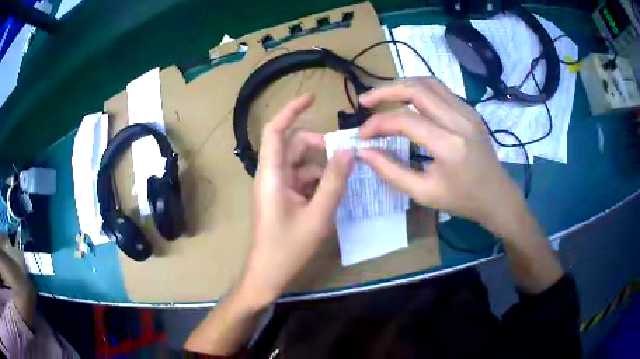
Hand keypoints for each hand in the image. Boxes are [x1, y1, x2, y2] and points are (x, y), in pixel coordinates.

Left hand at [239, 94, 353, 306]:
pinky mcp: (281, 198)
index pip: (276, 131)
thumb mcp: (317, 215)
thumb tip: (349, 151)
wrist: (267, 274)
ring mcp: (275, 187)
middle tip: (345, 155)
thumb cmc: (287, 248)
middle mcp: (271, 175)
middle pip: (293, 145)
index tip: (311, 98)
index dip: (290, 110)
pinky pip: (300, 179)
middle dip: (319, 145)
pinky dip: (317, 181)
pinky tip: (333, 194)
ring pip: (299, 163)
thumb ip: (334, 182)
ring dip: (321, 166)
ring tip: (344, 178)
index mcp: (272, 175)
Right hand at [358, 78, 528, 238]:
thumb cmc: (462, 200)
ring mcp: (467, 111)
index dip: (378, 124)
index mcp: (449, 145)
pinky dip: (418, 90)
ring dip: (402, 85)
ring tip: (382, 96)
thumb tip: (364, 152)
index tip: (362, 135)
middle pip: (417, 89)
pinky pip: (440, 90)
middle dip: (385, 91)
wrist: (497, 196)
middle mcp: (459, 120)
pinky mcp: (470, 110)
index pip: (405, 120)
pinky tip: (407, 101)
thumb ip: (391, 171)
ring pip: (428, 83)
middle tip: (365, 101)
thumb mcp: (424, 193)